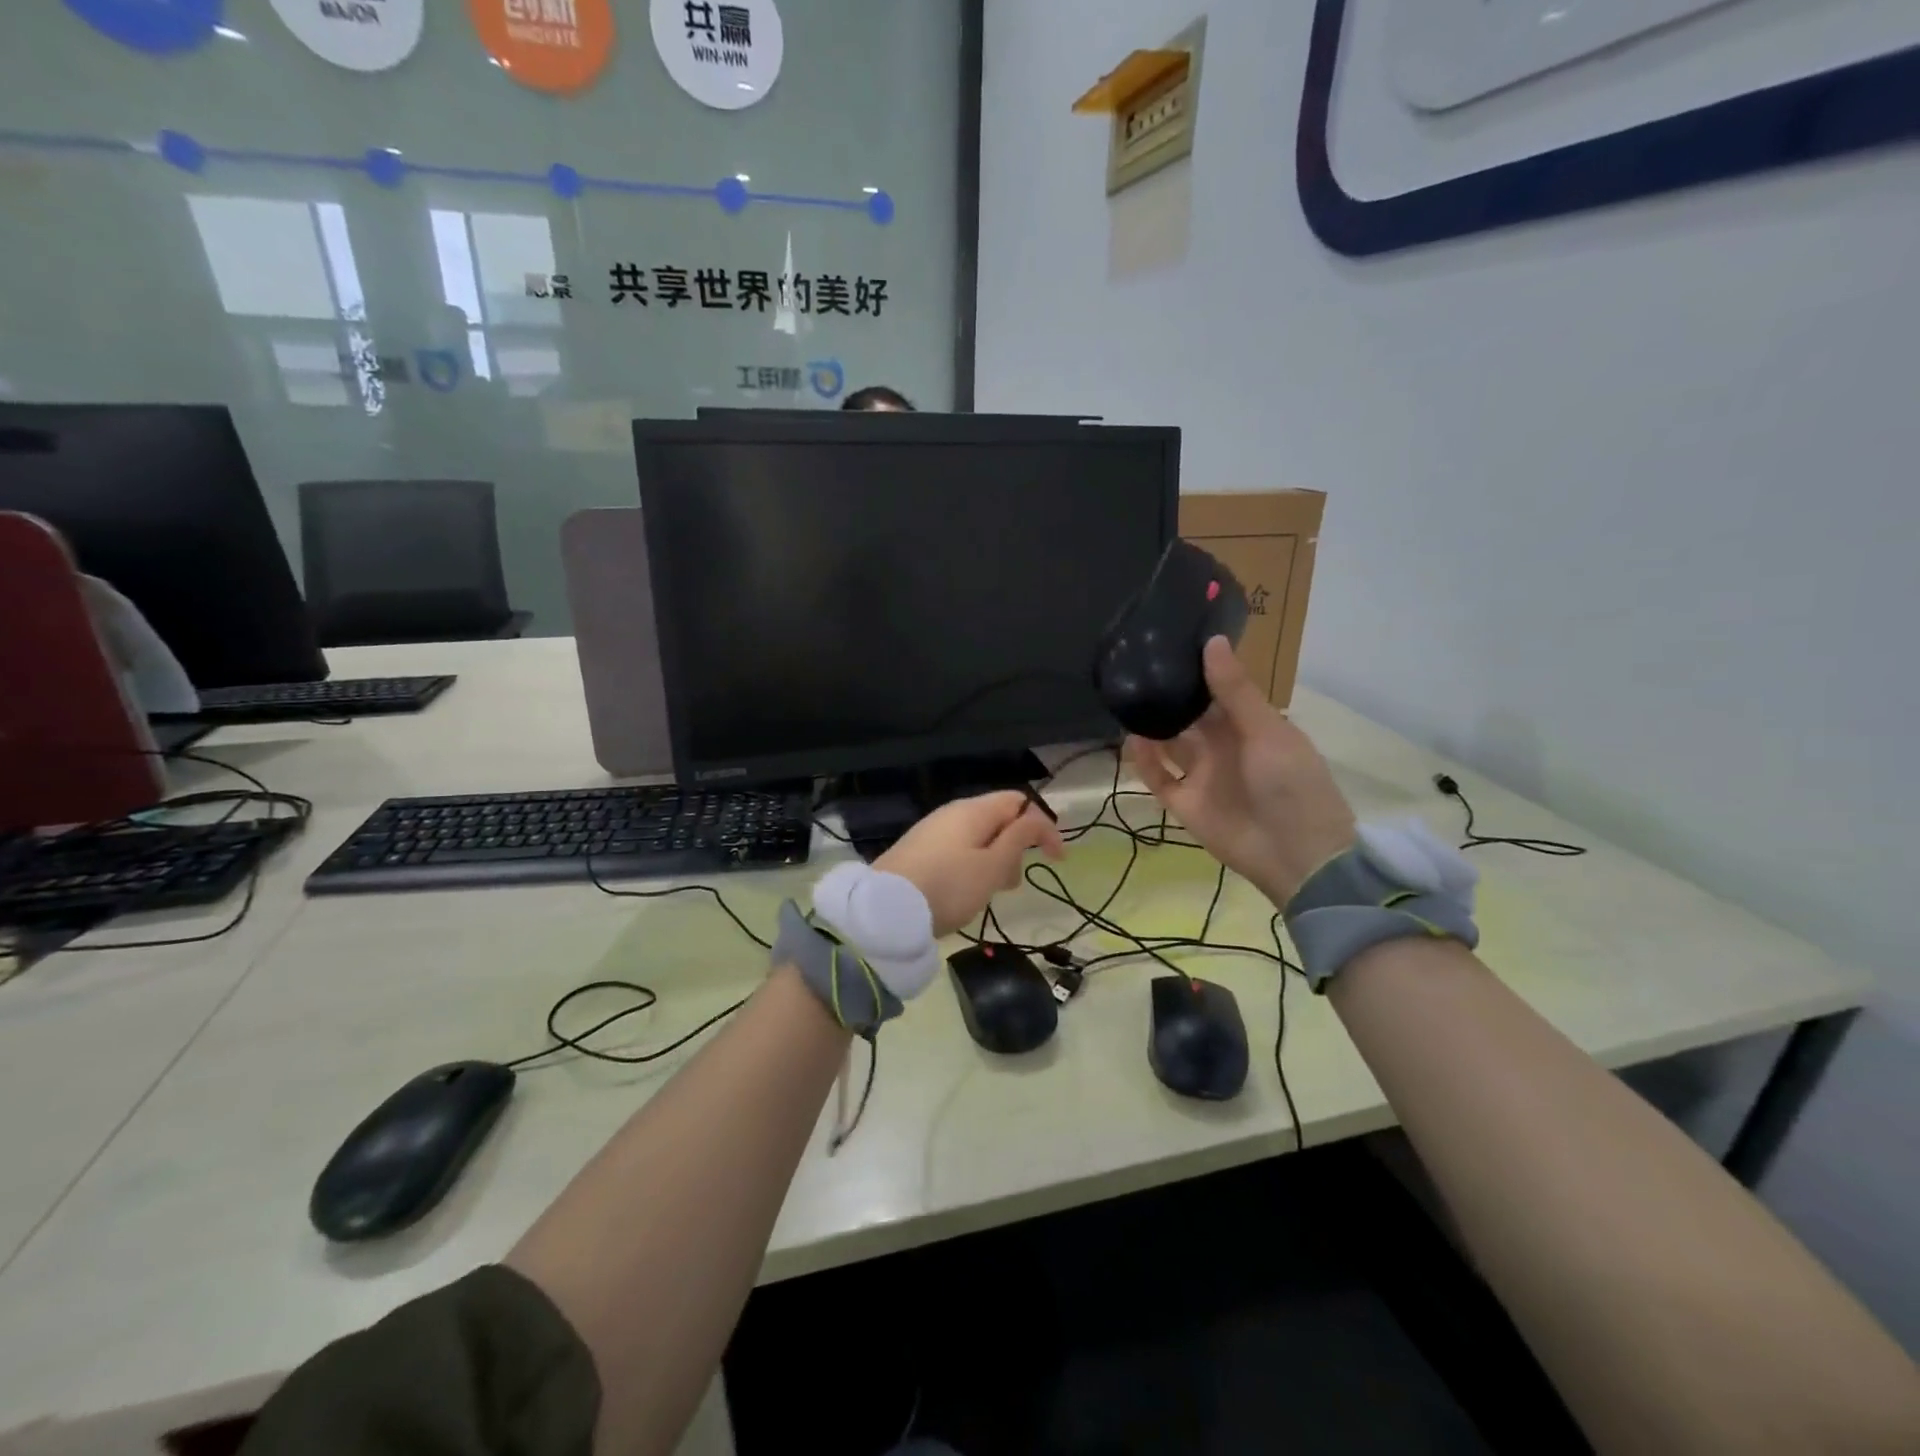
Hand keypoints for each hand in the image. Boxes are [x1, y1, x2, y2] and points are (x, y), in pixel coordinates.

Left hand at [876, 791, 1065, 935]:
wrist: (886, 909)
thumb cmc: (949, 886)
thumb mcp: (992, 866)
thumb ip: (1018, 839)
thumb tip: (1035, 818)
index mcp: (974, 810)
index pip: (1020, 803)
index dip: (1044, 827)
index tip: (1057, 860)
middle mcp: (952, 812)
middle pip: (998, 819)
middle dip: (1016, 847)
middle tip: (1012, 883)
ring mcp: (933, 830)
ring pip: (978, 838)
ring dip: (995, 860)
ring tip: (990, 892)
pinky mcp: (919, 850)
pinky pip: (958, 850)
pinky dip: (973, 866)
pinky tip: (966, 891)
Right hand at [1131, 637, 1355, 907]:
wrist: (1296, 856)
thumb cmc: (1292, 784)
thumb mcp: (1267, 731)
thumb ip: (1234, 690)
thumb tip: (1211, 641)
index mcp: (1249, 726)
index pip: (1217, 691)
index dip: (1195, 670)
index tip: (1166, 643)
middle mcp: (1222, 746)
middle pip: (1188, 716)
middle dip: (1166, 696)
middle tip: (1133, 669)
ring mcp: (1202, 775)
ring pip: (1169, 744)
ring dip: (1151, 726)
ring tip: (1126, 701)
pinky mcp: (1185, 803)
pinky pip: (1158, 777)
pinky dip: (1144, 762)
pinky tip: (1131, 741)